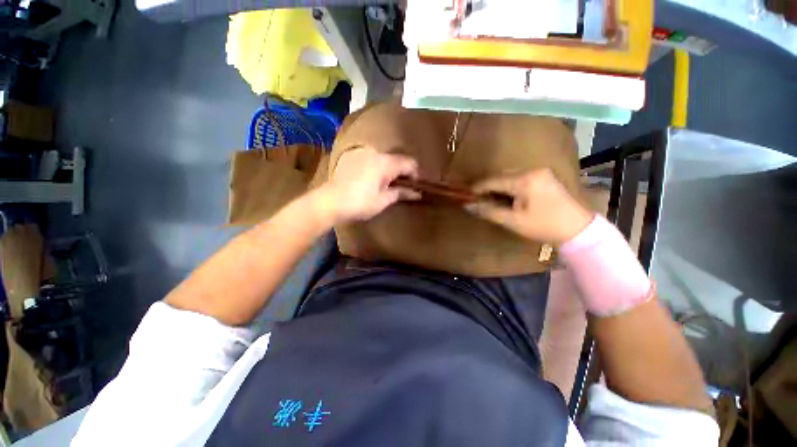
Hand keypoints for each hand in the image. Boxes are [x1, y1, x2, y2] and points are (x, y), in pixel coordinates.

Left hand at [316, 146, 419, 223]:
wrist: (329, 202)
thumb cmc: (359, 203)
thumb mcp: (383, 200)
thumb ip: (401, 193)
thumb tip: (418, 193)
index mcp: (385, 162)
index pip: (409, 163)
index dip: (416, 174)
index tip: (415, 186)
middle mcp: (374, 152)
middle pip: (396, 159)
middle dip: (401, 173)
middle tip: (400, 188)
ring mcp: (361, 153)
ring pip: (384, 159)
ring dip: (389, 170)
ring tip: (385, 185)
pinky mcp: (352, 156)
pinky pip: (371, 159)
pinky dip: (377, 168)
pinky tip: (372, 180)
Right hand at [466, 168, 593, 243]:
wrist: (578, 229)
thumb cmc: (543, 226)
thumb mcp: (513, 221)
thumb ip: (489, 211)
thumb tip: (468, 206)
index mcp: (525, 180)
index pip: (493, 180)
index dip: (478, 188)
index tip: (466, 196)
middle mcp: (532, 170)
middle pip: (501, 176)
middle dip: (489, 188)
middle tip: (479, 201)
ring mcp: (540, 172)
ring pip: (510, 176)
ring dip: (499, 187)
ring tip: (492, 200)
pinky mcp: (545, 177)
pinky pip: (520, 178)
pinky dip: (510, 187)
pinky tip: (508, 197)